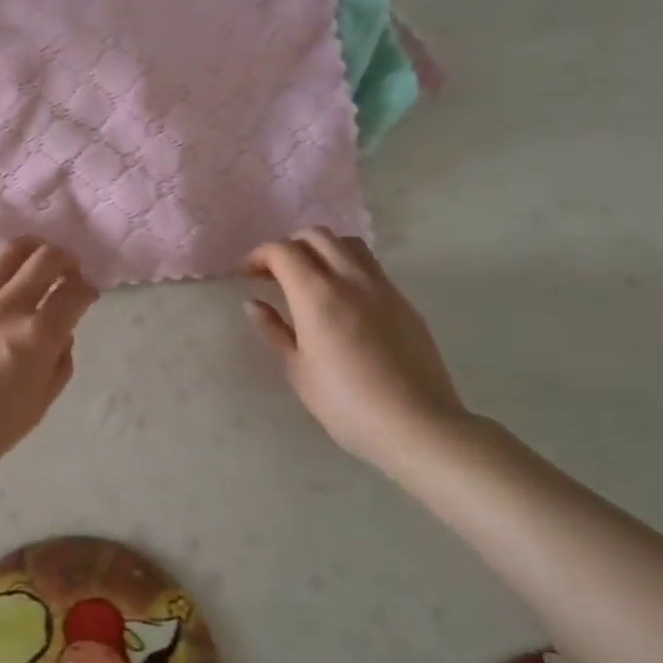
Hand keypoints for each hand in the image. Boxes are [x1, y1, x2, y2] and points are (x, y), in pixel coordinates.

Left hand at [0, 240, 98, 479]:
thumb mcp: (39, 405)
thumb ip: (59, 363)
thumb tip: (61, 334)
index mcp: (37, 337)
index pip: (74, 294)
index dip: (88, 289)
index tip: (87, 293)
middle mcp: (7, 307)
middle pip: (45, 259)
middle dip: (64, 259)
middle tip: (67, 268)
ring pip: (8, 252)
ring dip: (30, 250)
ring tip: (34, 257)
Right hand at [242, 228, 466, 461]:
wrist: (418, 426)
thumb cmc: (346, 404)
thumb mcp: (297, 370)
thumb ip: (273, 330)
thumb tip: (254, 304)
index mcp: (317, 295)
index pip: (282, 251)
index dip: (257, 256)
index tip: (245, 275)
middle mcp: (351, 279)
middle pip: (315, 236)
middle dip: (287, 246)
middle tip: (273, 274)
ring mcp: (382, 288)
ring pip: (347, 244)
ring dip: (320, 250)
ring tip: (308, 278)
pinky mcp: (404, 302)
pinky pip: (370, 266)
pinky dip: (346, 266)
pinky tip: (340, 298)